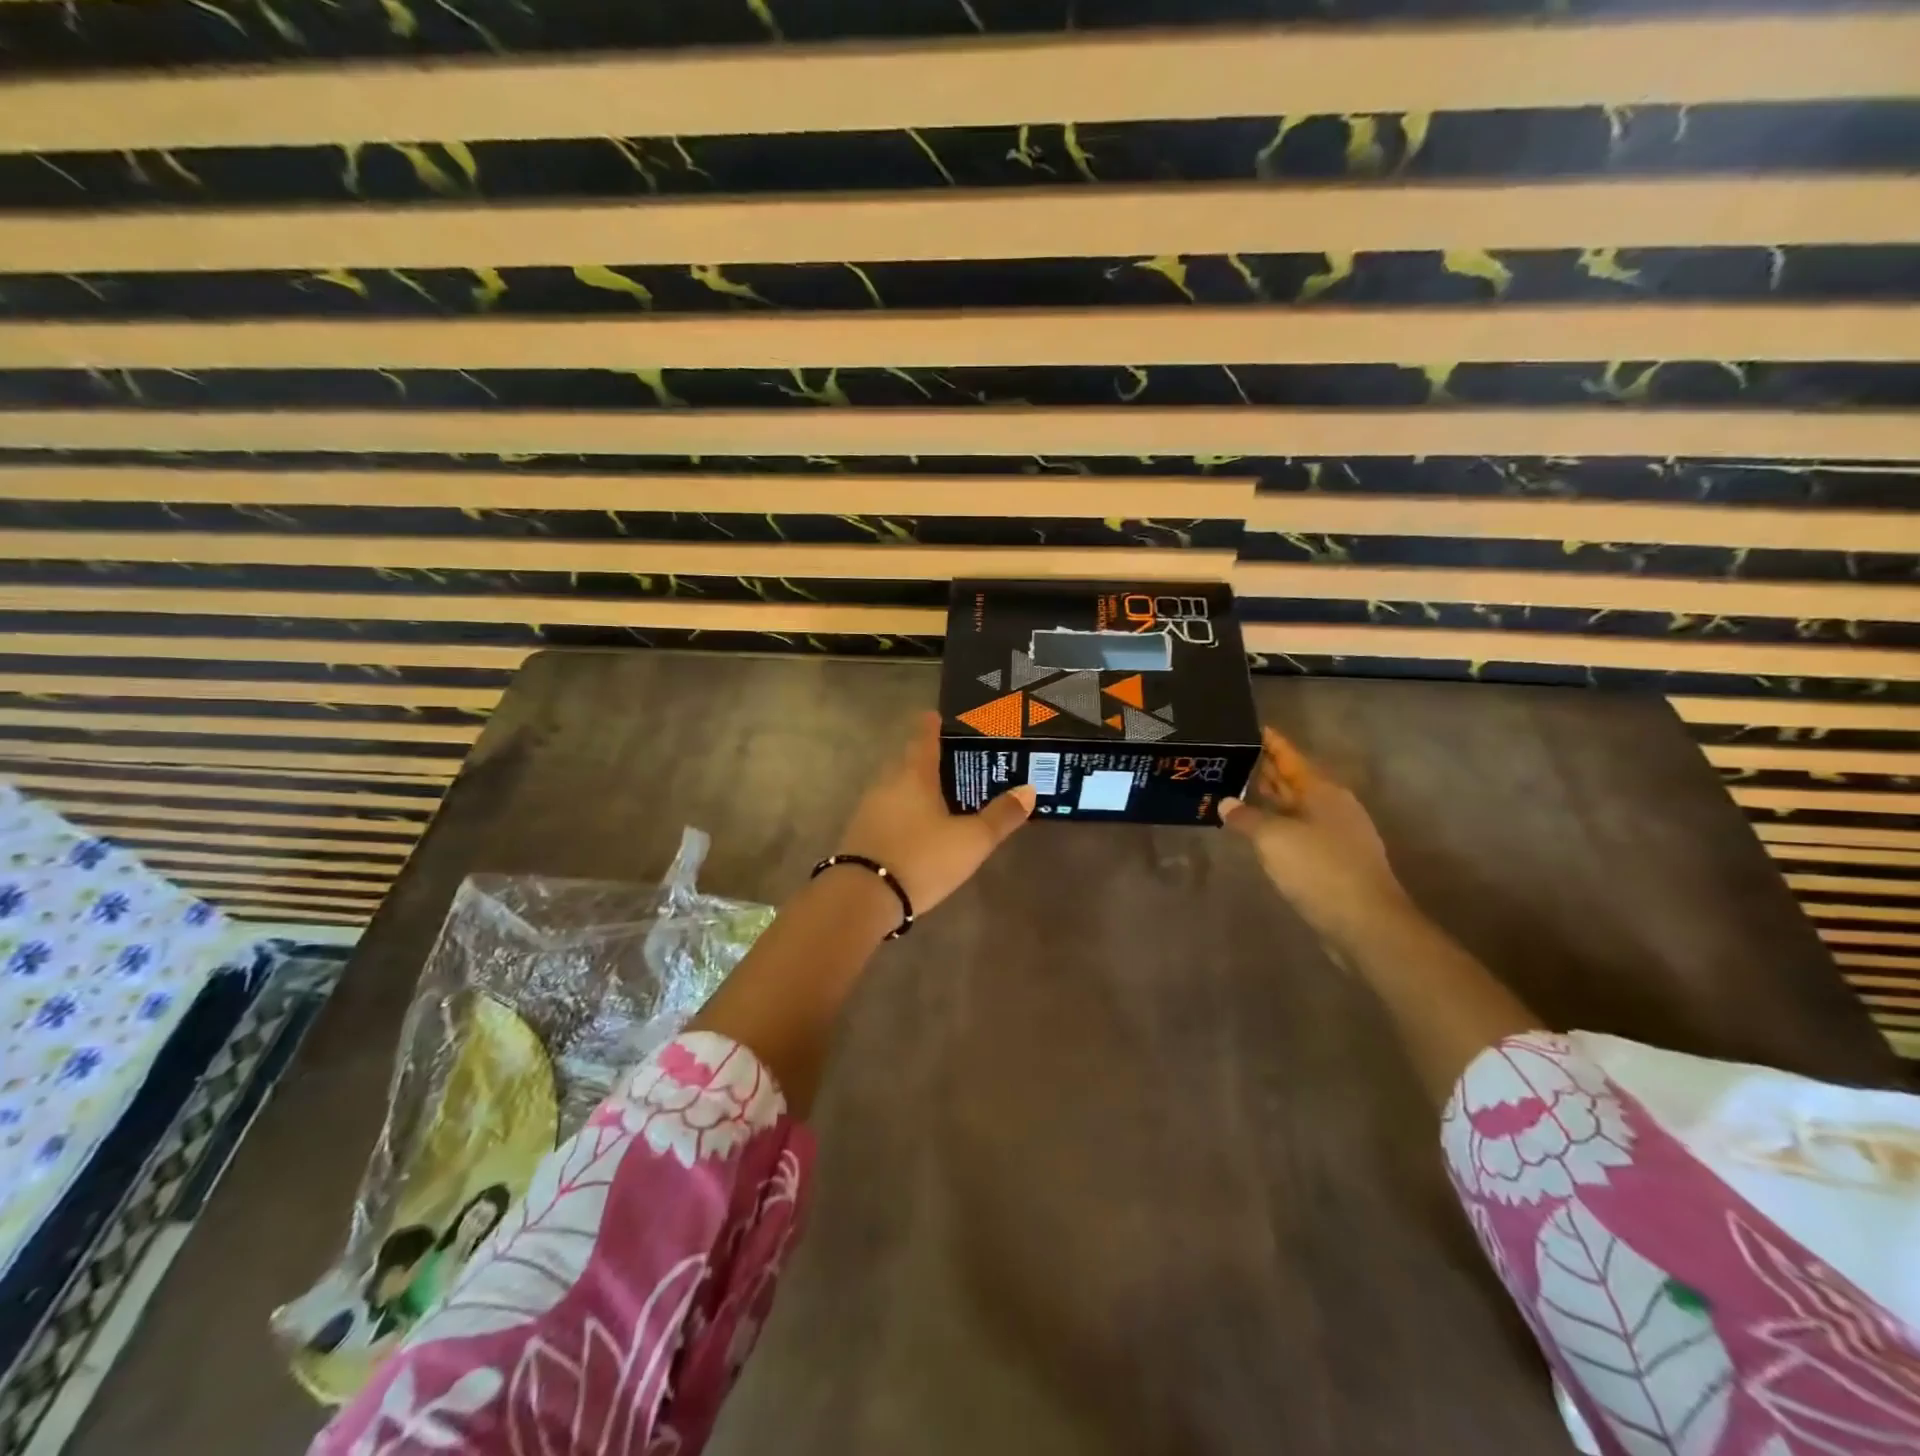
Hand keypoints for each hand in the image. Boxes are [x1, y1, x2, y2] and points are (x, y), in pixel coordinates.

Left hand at [834, 711, 1034, 918]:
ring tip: (938, 794)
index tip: (936, 715)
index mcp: (913, 775)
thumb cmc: (921, 858)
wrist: (862, 897)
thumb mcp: (971, 841)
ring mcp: (869, 808)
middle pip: (906, 761)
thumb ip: (1001, 816)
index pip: (923, 738)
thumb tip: (1028, 790)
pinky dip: (902, 810)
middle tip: (950, 759)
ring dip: (913, 786)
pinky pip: (886, 810)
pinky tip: (916, 826)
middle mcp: (887, 783)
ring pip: (895, 786)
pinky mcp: (860, 833)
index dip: (931, 725)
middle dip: (925, 757)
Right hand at [1221, 726, 1408, 940]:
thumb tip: (1226, 803)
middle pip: (1295, 781)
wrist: (1365, 923)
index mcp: (1322, 792)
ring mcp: (1337, 835)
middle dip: (1268, 771)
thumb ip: (1246, 817)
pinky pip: (1300, 832)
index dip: (1271, 743)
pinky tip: (1260, 834)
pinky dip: (1279, 826)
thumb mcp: (1273, 838)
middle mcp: (1333, 807)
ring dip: (1272, 800)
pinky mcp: (1335, 861)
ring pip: (1297, 808)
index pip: (1291, 758)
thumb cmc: (1319, 869)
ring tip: (1240, 792)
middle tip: (1235, 759)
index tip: (1253, 728)